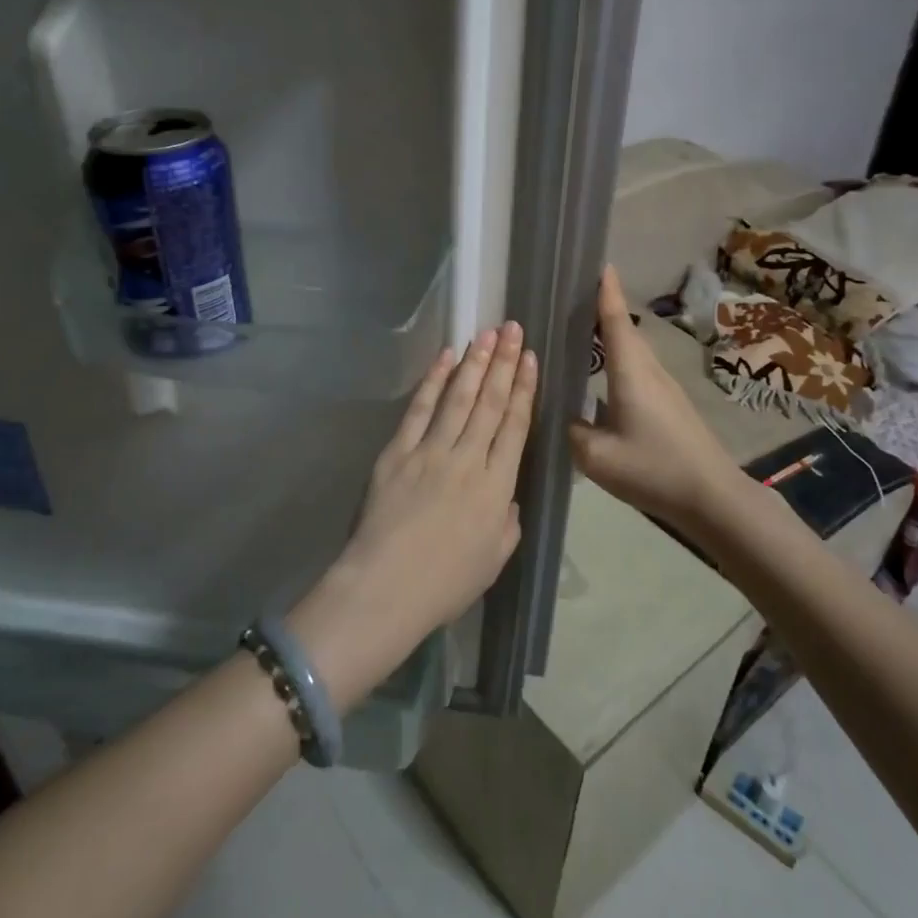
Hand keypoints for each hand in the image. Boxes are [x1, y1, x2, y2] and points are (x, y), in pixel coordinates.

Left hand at [291, 323, 536, 709]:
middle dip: (504, 363)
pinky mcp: (398, 452)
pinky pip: (419, 409)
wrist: (386, 588)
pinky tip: (446, 358)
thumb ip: (508, 521)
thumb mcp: (495, 558)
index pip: (515, 426)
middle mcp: (468, 459)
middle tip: (513, 329)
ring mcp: (431, 452)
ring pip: (459, 398)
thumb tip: (506, 497)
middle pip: (490, 403)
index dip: (524, 389)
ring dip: (475, 363)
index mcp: (497, 486)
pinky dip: (433, 381)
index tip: (530, 359)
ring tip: (488, 333)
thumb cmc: (446, 583)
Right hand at [569, 266, 740, 529]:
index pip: (615, 322)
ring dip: (611, 337)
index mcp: (631, 373)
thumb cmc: (654, 469)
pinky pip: (638, 370)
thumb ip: (574, 433)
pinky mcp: (670, 405)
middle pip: (624, 332)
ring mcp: (664, 388)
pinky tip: (604, 378)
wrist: (712, 497)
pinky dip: (619, 361)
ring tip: (581, 334)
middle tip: (572, 299)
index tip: (600, 264)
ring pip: (633, 352)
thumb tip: (567, 419)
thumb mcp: (597, 457)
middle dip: (602, 310)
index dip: (606, 292)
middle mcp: (649, 371)